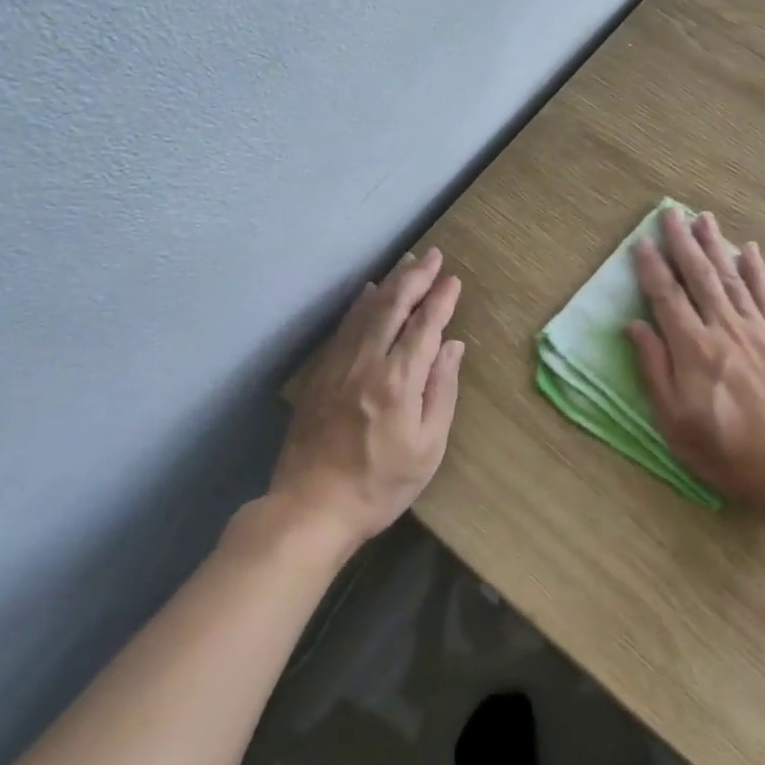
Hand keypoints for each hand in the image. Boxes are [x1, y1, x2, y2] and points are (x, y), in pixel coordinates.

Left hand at [273, 249, 464, 548]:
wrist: (311, 507)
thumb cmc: (380, 484)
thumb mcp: (428, 447)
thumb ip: (442, 391)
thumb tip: (452, 347)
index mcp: (399, 380)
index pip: (425, 326)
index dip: (441, 300)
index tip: (453, 279)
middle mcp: (368, 362)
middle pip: (394, 307)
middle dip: (416, 277)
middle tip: (433, 256)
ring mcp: (339, 365)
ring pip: (367, 311)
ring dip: (390, 283)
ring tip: (408, 263)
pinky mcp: (321, 374)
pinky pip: (344, 327)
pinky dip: (360, 305)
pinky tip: (368, 293)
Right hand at [627, 208, 764, 515]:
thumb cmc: (726, 451)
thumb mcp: (675, 422)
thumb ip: (655, 369)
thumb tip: (635, 326)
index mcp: (693, 349)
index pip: (666, 297)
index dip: (651, 268)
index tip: (641, 242)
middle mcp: (724, 329)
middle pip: (698, 276)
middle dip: (682, 242)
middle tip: (671, 212)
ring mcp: (758, 331)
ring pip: (731, 278)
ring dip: (716, 245)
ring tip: (703, 218)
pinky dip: (756, 270)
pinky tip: (749, 249)